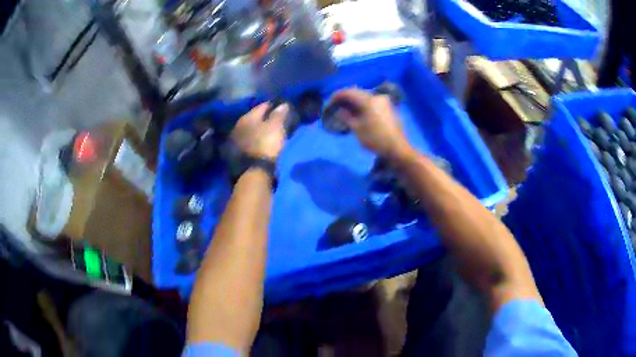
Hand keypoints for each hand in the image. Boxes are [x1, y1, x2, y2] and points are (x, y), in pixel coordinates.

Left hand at [231, 102, 288, 160]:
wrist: (253, 171)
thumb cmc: (266, 144)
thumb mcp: (276, 127)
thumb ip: (279, 114)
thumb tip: (283, 104)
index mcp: (247, 117)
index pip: (263, 106)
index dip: (274, 106)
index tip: (283, 109)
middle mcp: (239, 125)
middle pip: (255, 118)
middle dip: (265, 118)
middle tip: (277, 121)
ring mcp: (236, 140)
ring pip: (251, 130)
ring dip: (259, 130)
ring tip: (270, 133)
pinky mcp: (236, 153)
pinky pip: (249, 141)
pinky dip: (256, 140)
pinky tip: (262, 143)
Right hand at [331, 88, 411, 159]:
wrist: (397, 148)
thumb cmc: (375, 139)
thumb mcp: (357, 129)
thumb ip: (347, 117)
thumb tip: (340, 110)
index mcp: (368, 100)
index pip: (349, 92)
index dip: (338, 95)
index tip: (329, 101)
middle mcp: (377, 97)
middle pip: (357, 92)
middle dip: (346, 96)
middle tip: (336, 103)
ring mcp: (384, 101)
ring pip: (365, 96)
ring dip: (355, 100)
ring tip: (346, 107)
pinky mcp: (388, 107)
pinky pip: (371, 101)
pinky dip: (363, 103)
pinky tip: (358, 110)